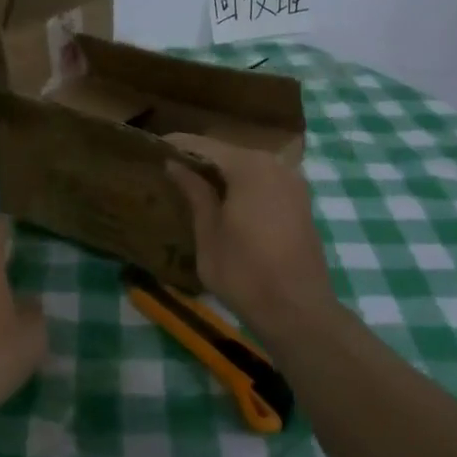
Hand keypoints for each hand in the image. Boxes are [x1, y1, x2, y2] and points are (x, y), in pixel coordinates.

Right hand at [165, 134, 334, 335]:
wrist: (298, 311)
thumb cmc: (245, 273)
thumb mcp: (209, 233)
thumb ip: (194, 193)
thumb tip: (174, 164)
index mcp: (249, 167)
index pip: (205, 145)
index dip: (178, 144)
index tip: (155, 148)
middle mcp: (275, 164)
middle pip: (229, 152)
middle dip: (200, 158)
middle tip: (170, 167)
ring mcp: (293, 182)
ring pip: (248, 166)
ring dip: (223, 172)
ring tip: (192, 183)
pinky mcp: (301, 201)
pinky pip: (265, 181)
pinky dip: (243, 184)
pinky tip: (224, 199)